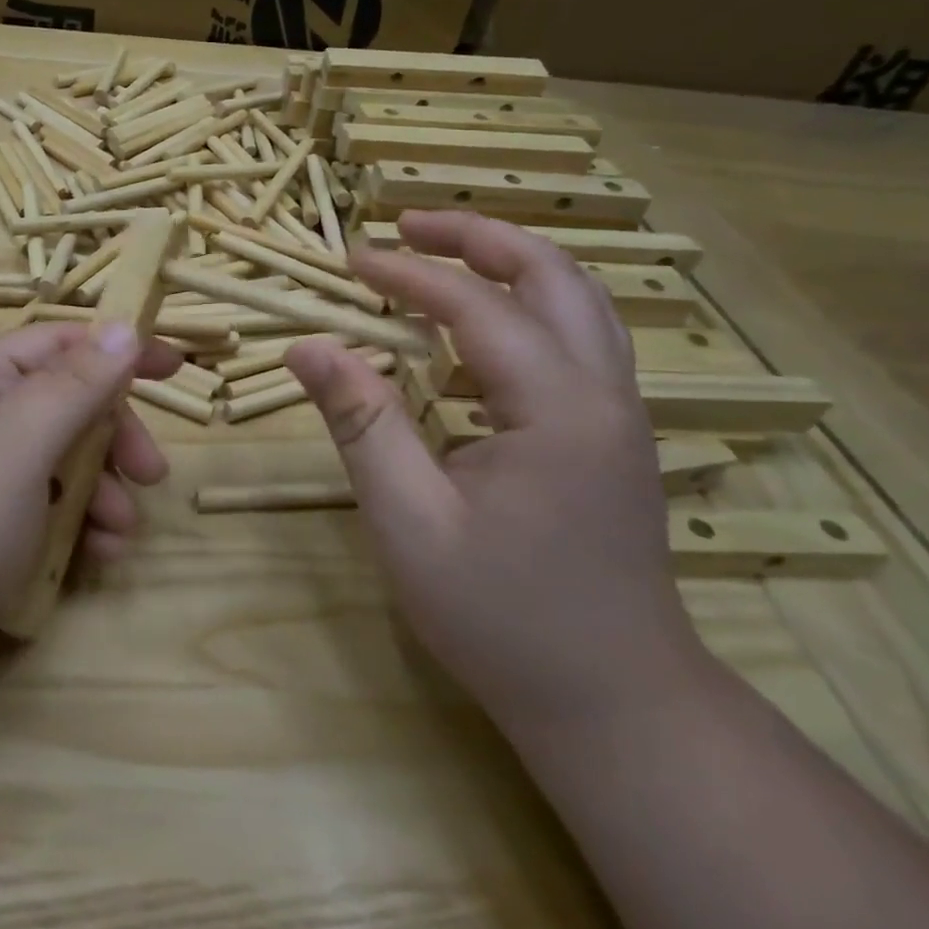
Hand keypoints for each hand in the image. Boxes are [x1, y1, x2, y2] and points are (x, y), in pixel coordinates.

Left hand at [0, 322, 180, 711]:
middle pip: (67, 405)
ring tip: (121, 531)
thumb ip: (75, 384)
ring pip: (63, 462)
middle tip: (153, 473)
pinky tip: (99, 556)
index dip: (118, 349)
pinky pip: (47, 509)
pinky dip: (78, 526)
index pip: (60, 343)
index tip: (175, 367)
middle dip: (114, 437)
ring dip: (102, 490)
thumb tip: (122, 326)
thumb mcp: (19, 443)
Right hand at [285, 212, 703, 728]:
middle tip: (407, 227)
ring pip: (578, 301)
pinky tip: (477, 333)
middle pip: (553, 274)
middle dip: (478, 237)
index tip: (351, 260)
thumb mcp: (409, 521)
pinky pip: (576, 339)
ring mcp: (620, 414)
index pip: (475, 307)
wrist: (614, 702)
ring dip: (510, 263)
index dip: (408, 275)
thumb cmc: (502, 617)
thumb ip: (361, 423)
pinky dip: (525, 307)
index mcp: (557, 408)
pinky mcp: (614, 436)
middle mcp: (603, 393)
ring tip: (443, 256)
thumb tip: (308, 345)